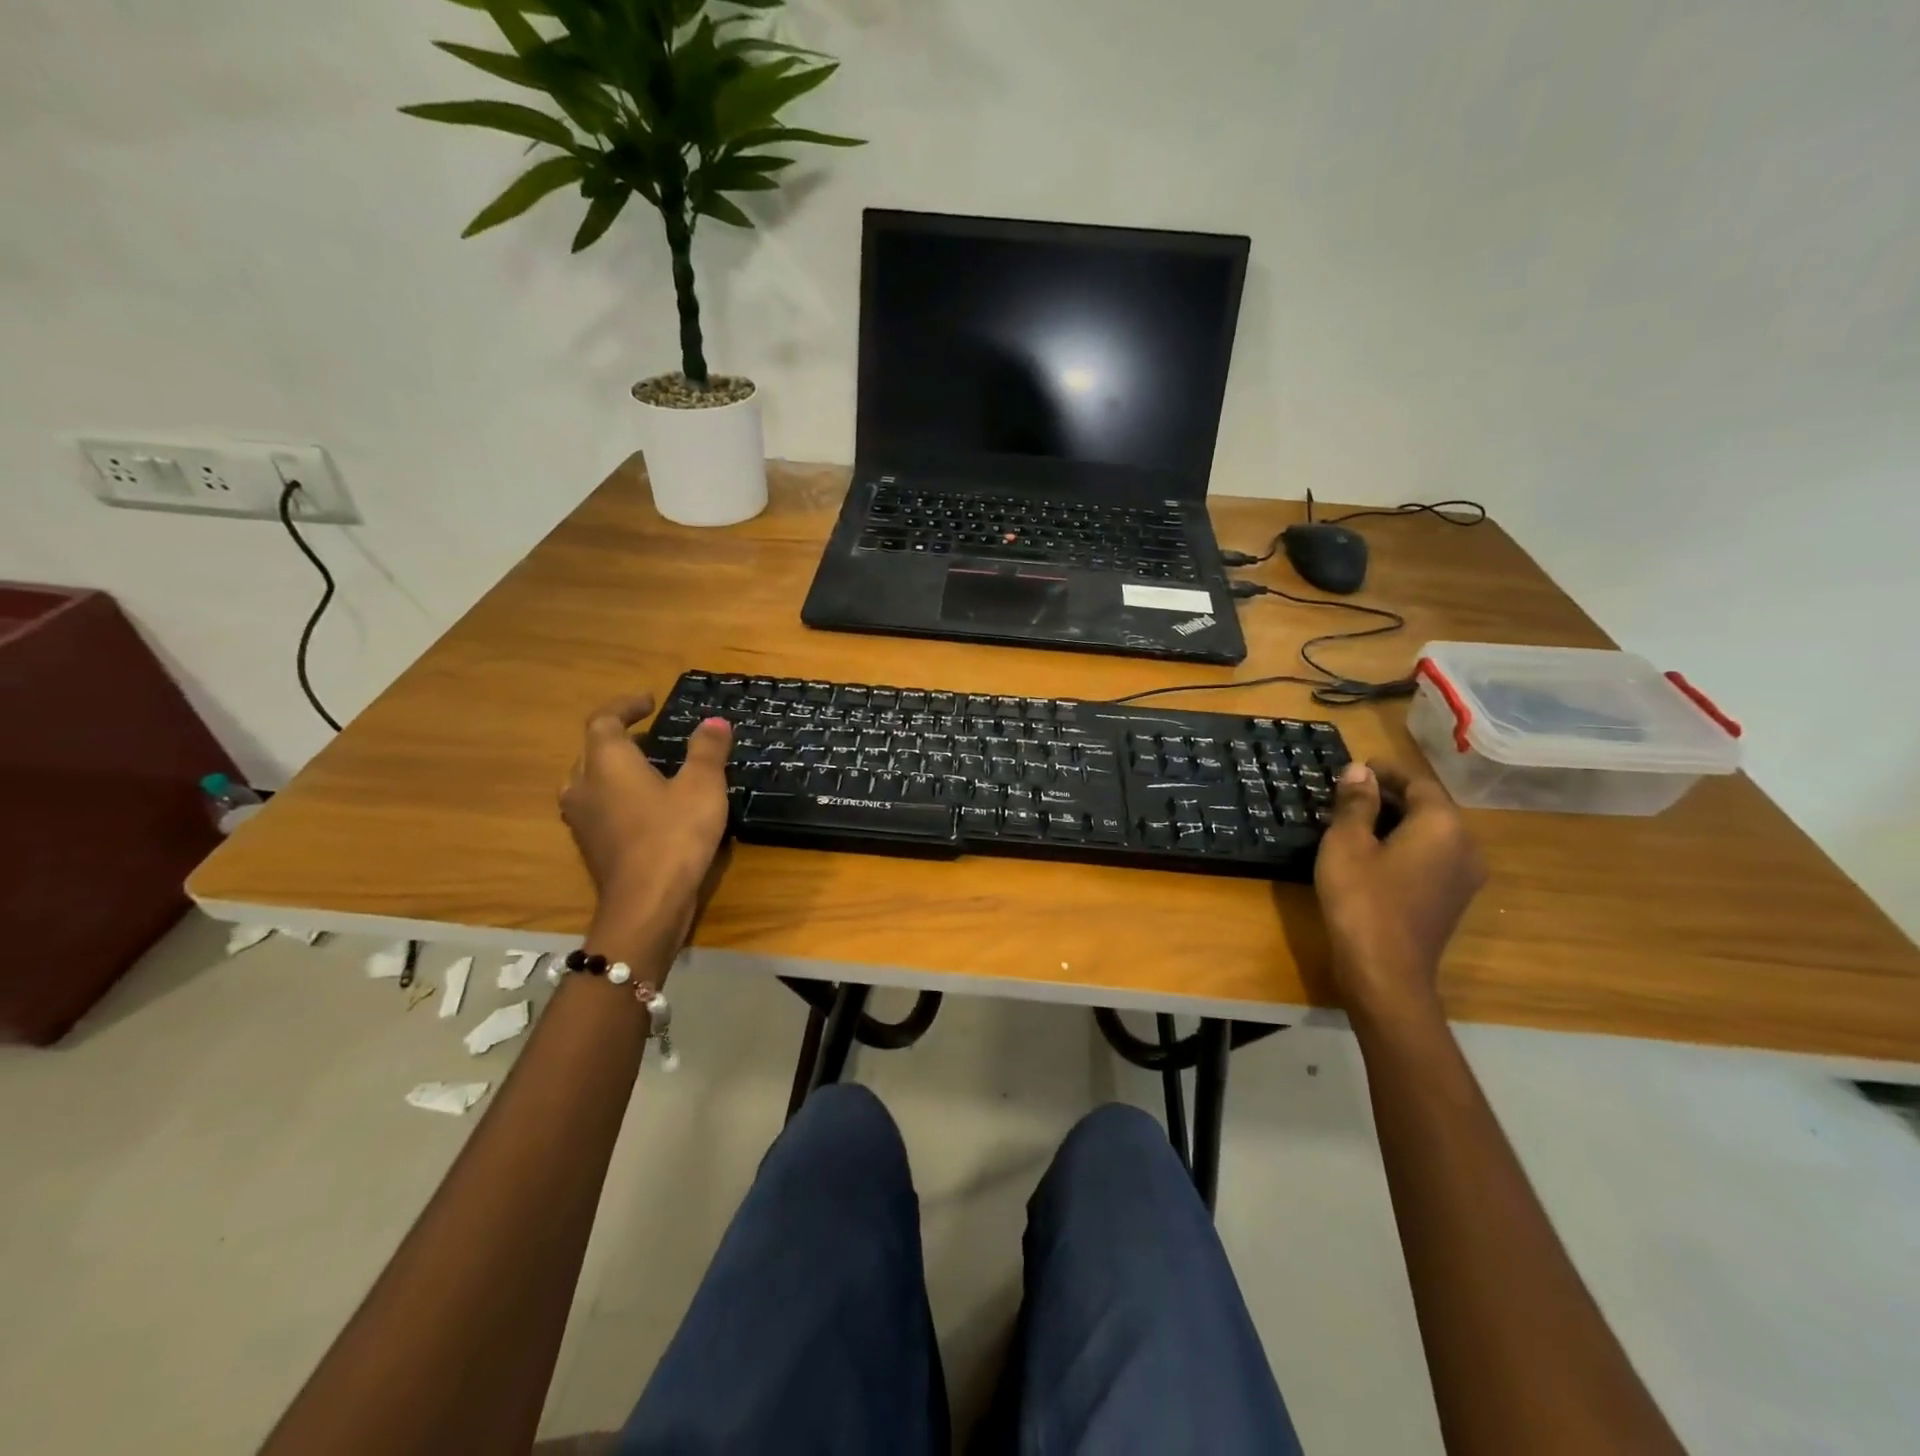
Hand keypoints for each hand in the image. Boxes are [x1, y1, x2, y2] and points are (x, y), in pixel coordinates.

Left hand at [559, 692, 731, 944]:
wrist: (647, 903)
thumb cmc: (675, 834)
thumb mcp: (702, 785)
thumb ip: (707, 750)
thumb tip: (714, 722)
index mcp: (606, 761)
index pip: (604, 720)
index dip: (625, 706)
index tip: (649, 701)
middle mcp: (583, 785)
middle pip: (593, 751)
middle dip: (620, 739)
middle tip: (652, 737)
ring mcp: (581, 820)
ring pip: (591, 782)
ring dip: (616, 770)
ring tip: (649, 771)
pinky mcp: (591, 847)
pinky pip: (599, 808)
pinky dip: (619, 798)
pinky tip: (647, 810)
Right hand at [1314, 761, 1486, 1025]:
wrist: (1385, 971)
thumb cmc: (1361, 899)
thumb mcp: (1347, 844)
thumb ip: (1356, 803)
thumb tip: (1359, 771)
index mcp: (1442, 825)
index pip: (1418, 783)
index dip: (1387, 772)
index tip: (1358, 768)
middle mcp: (1464, 845)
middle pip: (1430, 807)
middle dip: (1392, 796)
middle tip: (1352, 793)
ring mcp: (1464, 876)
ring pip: (1432, 833)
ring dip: (1400, 822)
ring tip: (1359, 820)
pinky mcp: (1453, 899)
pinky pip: (1432, 857)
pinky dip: (1407, 846)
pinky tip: (1376, 854)